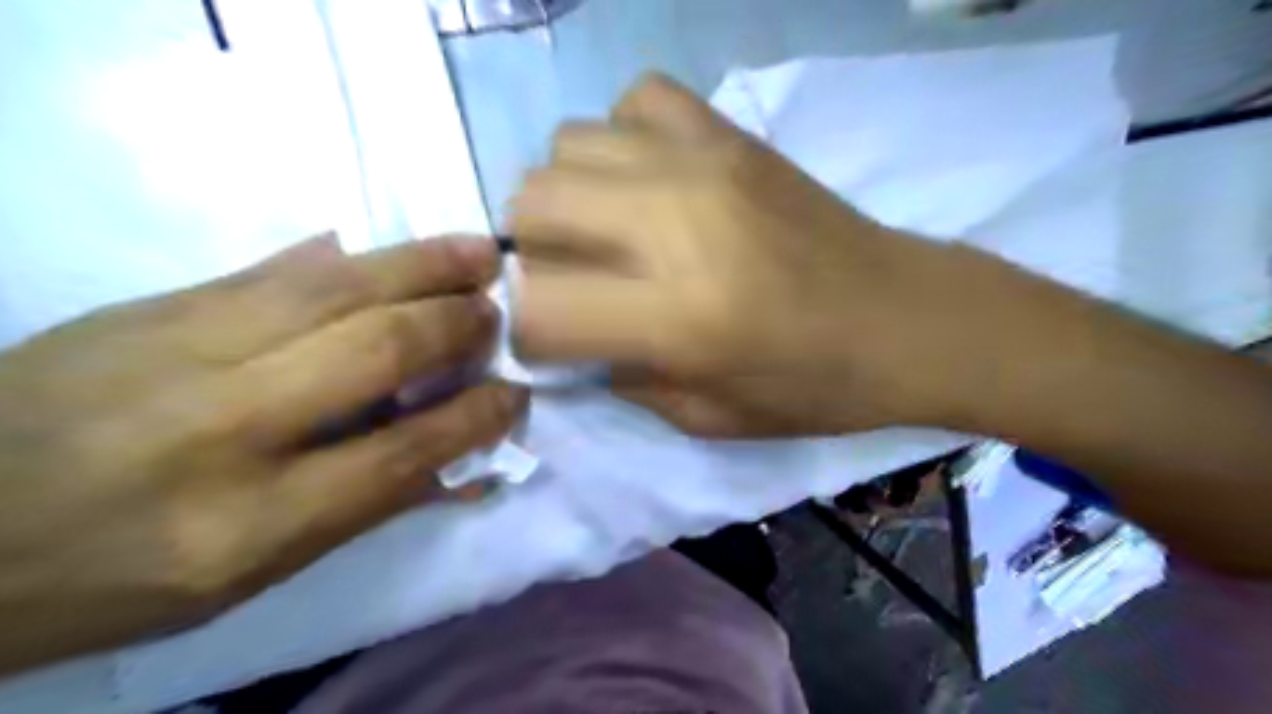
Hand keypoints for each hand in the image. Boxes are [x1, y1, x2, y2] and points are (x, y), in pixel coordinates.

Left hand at [0, 235, 527, 673]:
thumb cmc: (113, 575)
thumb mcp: (250, 574)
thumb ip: (365, 508)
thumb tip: (462, 467)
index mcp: (250, 523)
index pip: (402, 453)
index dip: (474, 418)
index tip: (514, 395)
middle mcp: (224, 427)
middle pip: (376, 352)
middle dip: (455, 326)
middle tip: (494, 313)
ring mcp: (179, 350)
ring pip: (334, 290)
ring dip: (420, 266)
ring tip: (477, 252)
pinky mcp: (152, 306)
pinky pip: (272, 270)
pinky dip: (345, 258)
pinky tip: (386, 247)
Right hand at [508, 75, 976, 438]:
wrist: (906, 319)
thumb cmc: (814, 387)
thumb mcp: (709, 419)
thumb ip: (624, 380)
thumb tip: (578, 342)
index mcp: (676, 318)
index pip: (538, 307)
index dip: (529, 332)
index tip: (554, 343)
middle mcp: (675, 225)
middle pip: (532, 203)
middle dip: (531, 252)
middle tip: (572, 280)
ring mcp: (704, 163)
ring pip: (568, 143)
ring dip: (568, 194)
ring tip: (606, 228)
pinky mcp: (733, 134)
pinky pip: (636, 100)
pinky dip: (623, 139)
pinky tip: (651, 180)